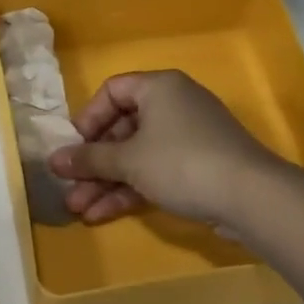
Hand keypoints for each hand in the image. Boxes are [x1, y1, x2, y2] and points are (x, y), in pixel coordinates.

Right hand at [49, 70, 282, 227]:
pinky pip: (155, 172)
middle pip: (122, 129)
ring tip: (79, 210)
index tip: (74, 147)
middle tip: (70, 187)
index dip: (88, 118)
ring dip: (107, 182)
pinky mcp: (198, 167)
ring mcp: (188, 138)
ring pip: (137, 156)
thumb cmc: (181, 162)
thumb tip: (53, 161)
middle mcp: (174, 106)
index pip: (112, 91)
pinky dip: (131, 190)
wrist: (251, 197)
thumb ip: (88, 159)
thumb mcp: (128, 160)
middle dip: (93, 163)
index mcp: (158, 88)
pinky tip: (103, 215)